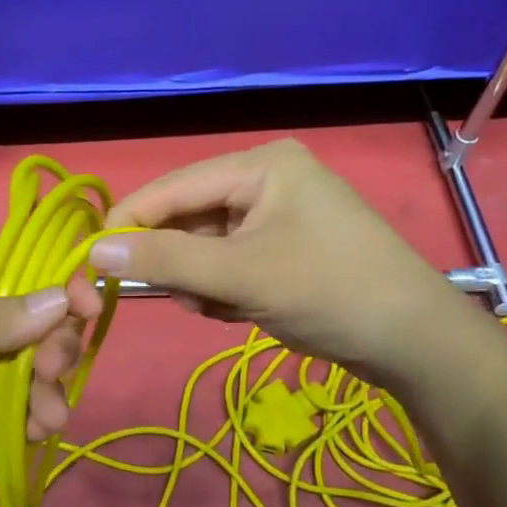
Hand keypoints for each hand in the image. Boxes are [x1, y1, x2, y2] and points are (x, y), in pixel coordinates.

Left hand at [0, 235, 101, 505]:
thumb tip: (62, 303)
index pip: (13, 264)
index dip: (55, 285)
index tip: (90, 313)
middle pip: (24, 314)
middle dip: (49, 343)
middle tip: (57, 375)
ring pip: (18, 360)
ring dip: (41, 385)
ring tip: (49, 417)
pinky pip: (0, 399)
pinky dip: (22, 412)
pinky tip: (35, 430)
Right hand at [92, 139, 471, 383]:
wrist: (414, 342)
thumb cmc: (329, 292)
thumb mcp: (241, 276)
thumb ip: (166, 260)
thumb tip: (94, 249)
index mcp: (262, 164)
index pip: (175, 185)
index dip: (131, 220)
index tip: (92, 258)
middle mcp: (268, 179)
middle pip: (191, 216)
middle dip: (182, 263)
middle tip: (189, 299)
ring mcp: (279, 214)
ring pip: (208, 246)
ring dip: (204, 282)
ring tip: (227, 308)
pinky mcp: (286, 247)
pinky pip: (231, 262)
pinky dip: (226, 290)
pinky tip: (245, 312)